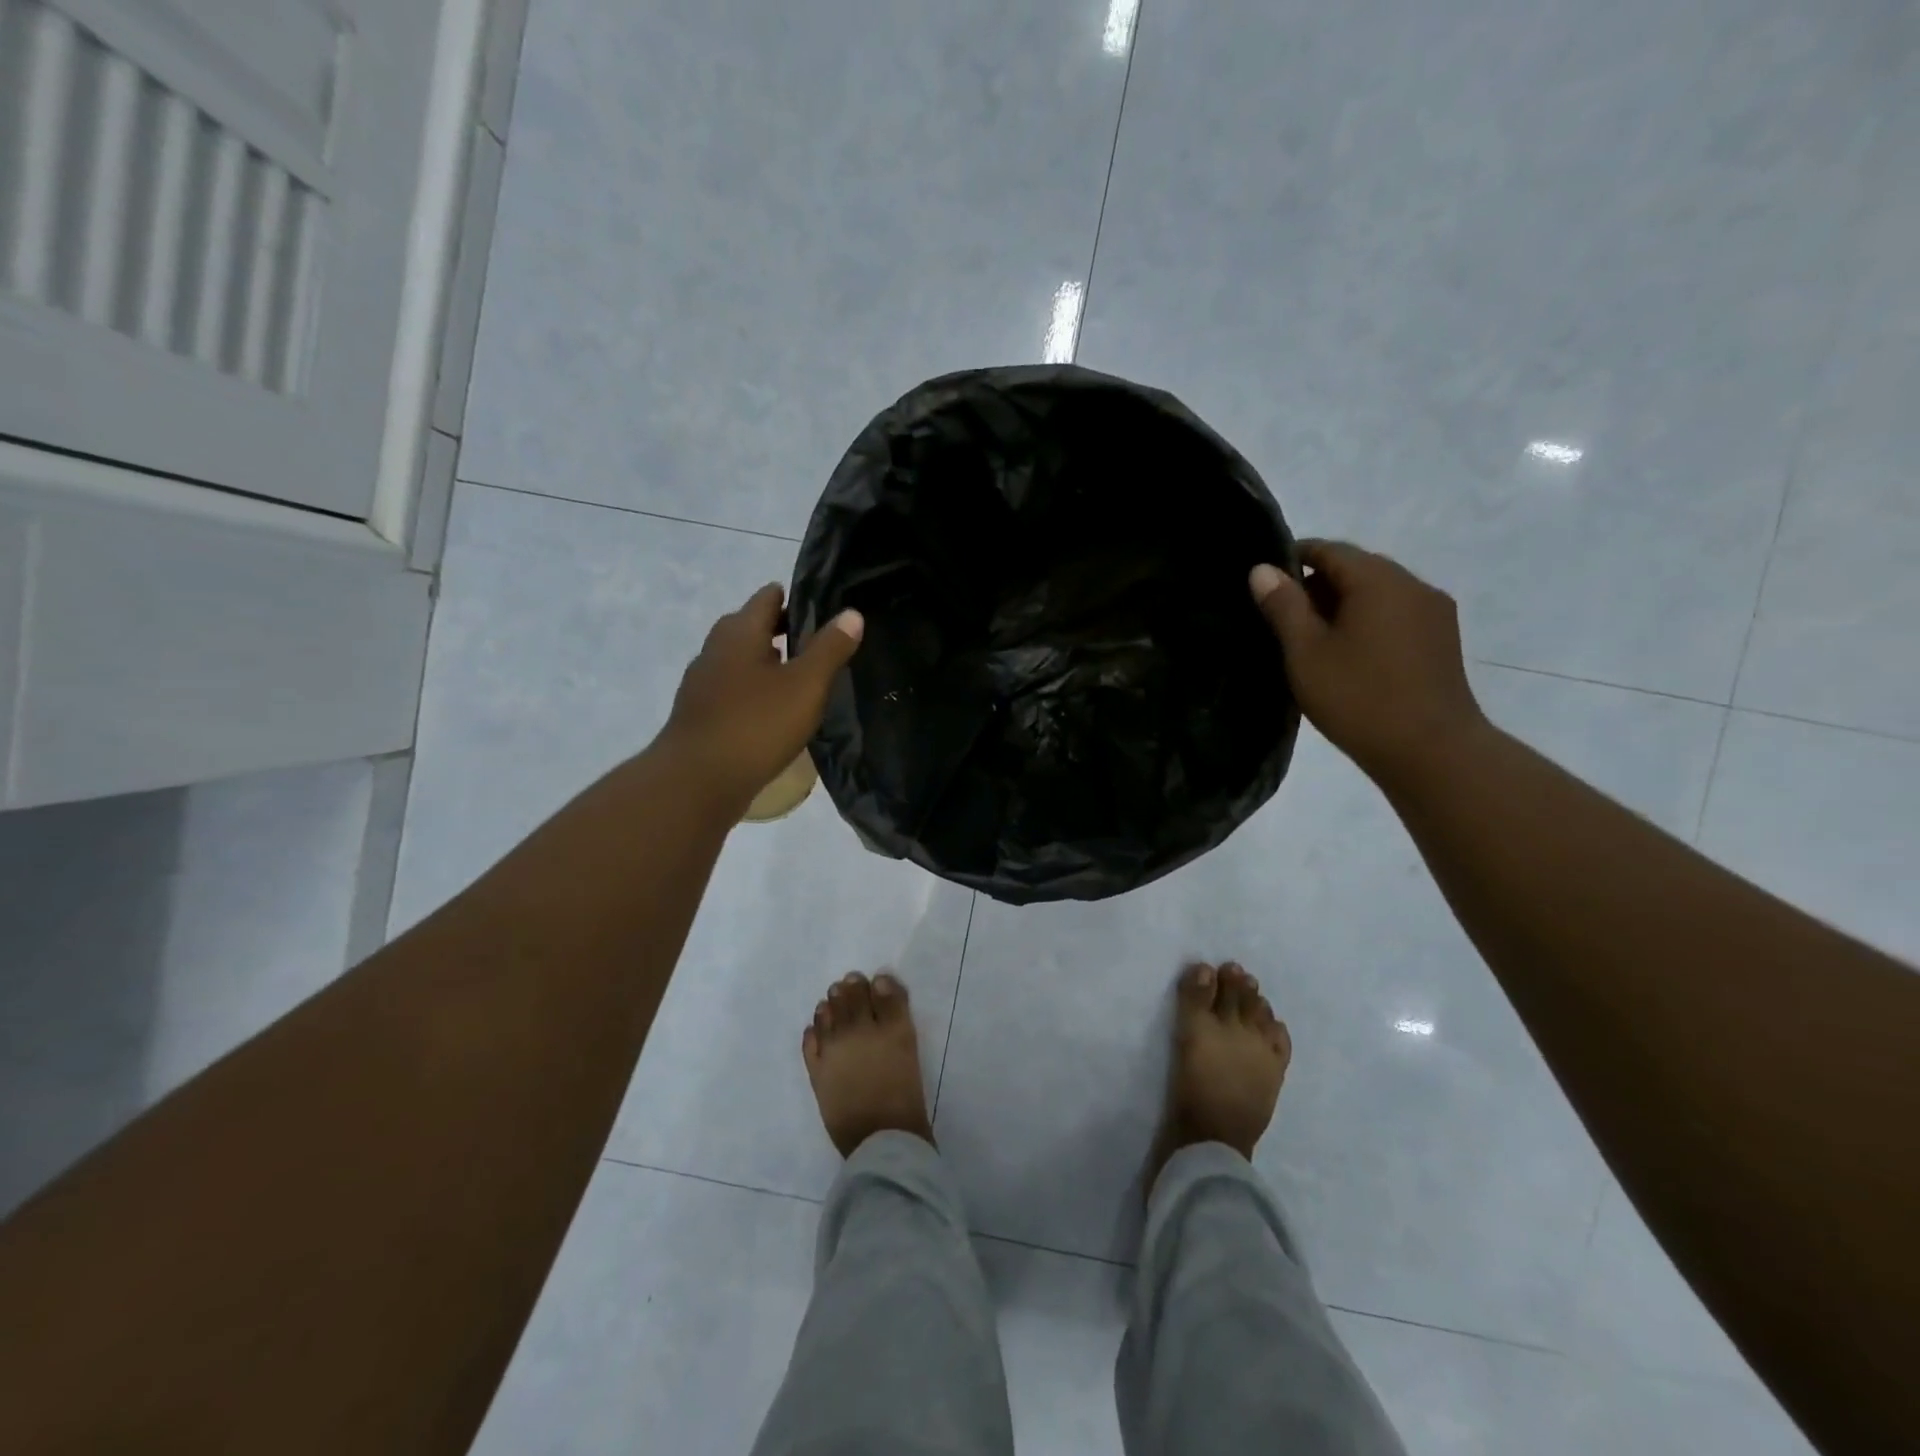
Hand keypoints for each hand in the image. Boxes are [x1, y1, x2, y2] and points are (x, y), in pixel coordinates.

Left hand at [661, 584, 862, 808]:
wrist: (698, 781)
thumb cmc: (757, 725)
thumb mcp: (806, 685)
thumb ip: (829, 648)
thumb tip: (851, 614)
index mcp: (739, 632)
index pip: (767, 597)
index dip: (794, 597)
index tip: (822, 607)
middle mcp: (715, 649)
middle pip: (749, 626)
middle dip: (779, 629)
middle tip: (815, 641)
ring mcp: (702, 683)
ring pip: (738, 659)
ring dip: (765, 661)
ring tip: (799, 675)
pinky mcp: (699, 714)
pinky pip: (731, 689)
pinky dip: (752, 689)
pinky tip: (772, 710)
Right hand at [1249, 541, 1486, 787]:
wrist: (1431, 751)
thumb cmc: (1358, 698)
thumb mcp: (1306, 652)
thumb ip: (1283, 606)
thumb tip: (1263, 569)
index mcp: (1378, 580)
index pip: (1330, 550)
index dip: (1294, 557)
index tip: (1265, 580)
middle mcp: (1413, 585)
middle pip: (1357, 568)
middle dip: (1318, 584)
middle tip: (1282, 615)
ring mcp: (1434, 612)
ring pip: (1379, 593)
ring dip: (1344, 604)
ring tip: (1312, 639)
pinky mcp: (1442, 640)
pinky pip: (1396, 614)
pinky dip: (1368, 621)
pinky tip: (1349, 654)